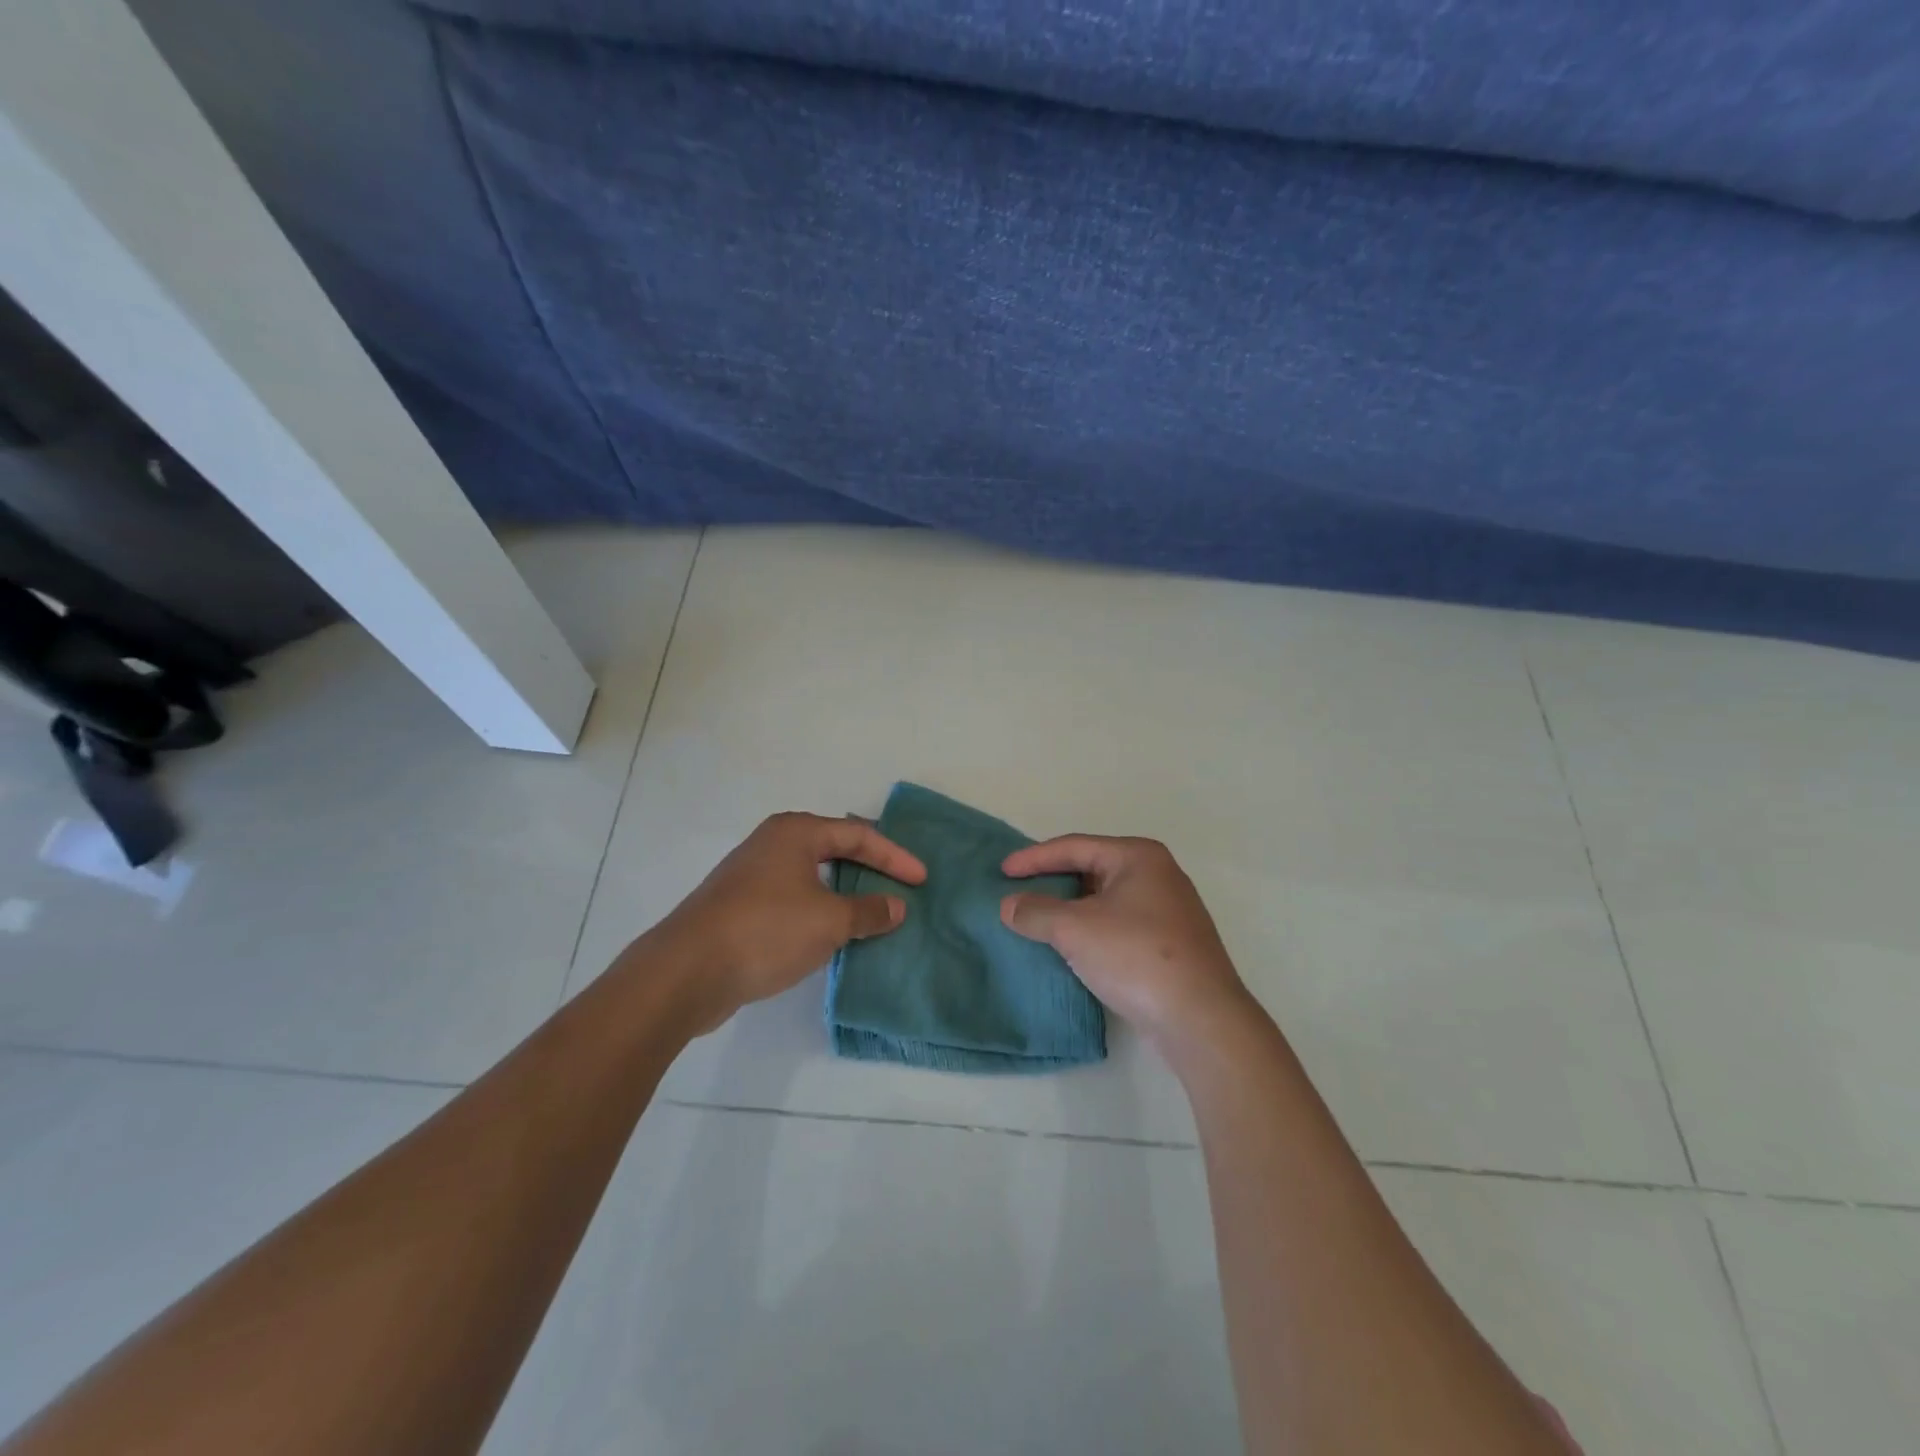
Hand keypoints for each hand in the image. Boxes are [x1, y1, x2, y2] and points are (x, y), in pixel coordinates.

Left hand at [649, 812, 925, 1032]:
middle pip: (835, 848)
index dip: (894, 856)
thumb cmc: (766, 931)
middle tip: (901, 886)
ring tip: (874, 912)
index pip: (858, 834)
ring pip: (813, 876)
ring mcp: (753, 874)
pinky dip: (820, 910)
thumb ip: (868, 911)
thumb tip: (896, 907)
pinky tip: (832, 934)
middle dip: (870, 868)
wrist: (686, 971)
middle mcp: (774, 844)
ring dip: (845, 892)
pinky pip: (795, 898)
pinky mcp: (741, 906)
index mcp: (796, 833)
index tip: (922, 880)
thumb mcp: (828, 921)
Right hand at [1000, 835, 1252, 1046]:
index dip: (1034, 858)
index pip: (1074, 847)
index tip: (1003, 871)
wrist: (1200, 1018)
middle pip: (1092, 869)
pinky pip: (1119, 925)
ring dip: (1072, 909)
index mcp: (1138, 857)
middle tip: (1019, 893)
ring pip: (1106, 900)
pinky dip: (1092, 930)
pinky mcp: (1172, 944)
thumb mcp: (1075, 929)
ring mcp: (1169, 911)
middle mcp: (1158, 875)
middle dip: (1054, 882)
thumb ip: (1036, 912)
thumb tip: (1010, 906)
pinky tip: (1073, 949)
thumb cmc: (1135, 956)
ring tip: (1039, 922)